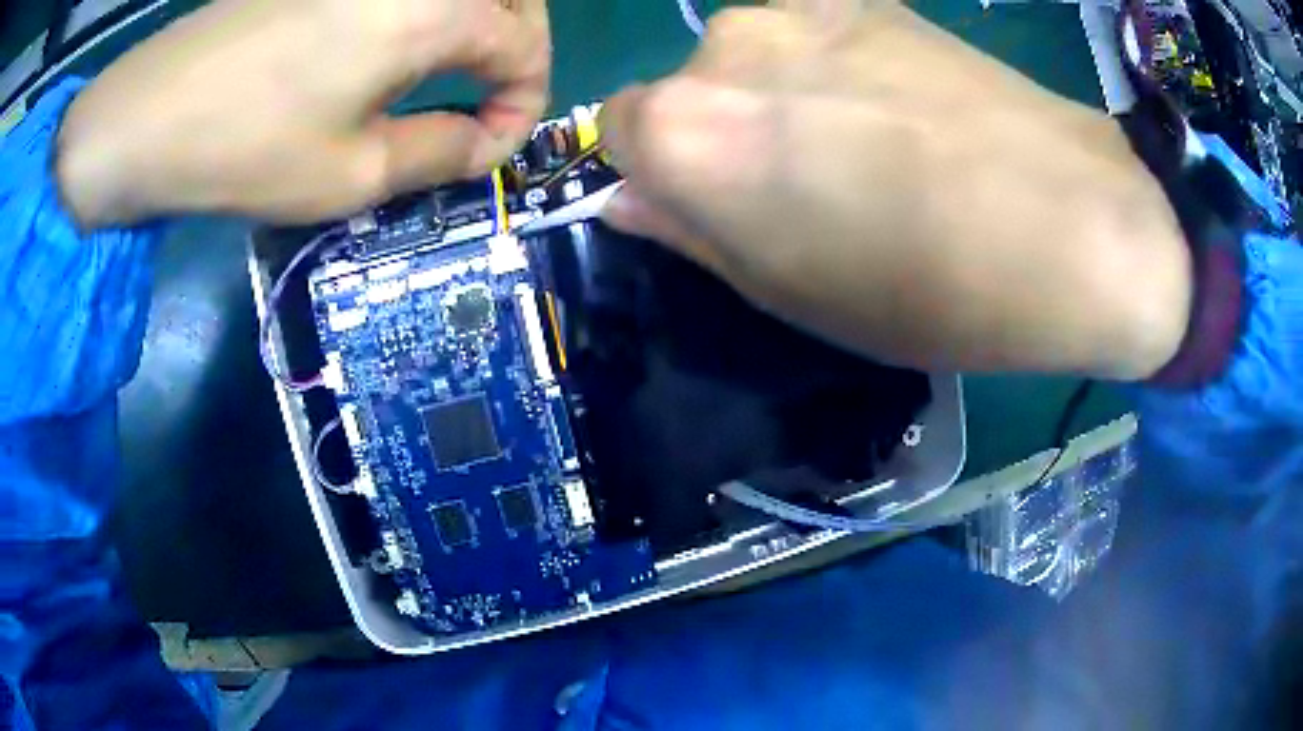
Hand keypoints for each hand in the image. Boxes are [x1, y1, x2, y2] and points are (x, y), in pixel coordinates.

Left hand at [56, 0, 549, 226]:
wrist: (148, 116)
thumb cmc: (247, 149)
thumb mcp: (352, 174)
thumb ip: (440, 154)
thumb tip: (484, 145)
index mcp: (433, 10)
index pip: (522, 45)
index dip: (524, 101)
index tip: (494, 148)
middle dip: (518, 48)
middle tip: (492, 99)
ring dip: (481, 22)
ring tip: (459, 72)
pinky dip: (432, 12)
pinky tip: (403, 44)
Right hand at [600, 1, 1191, 380]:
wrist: (1072, 225)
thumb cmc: (928, 291)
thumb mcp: (791, 295)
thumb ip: (692, 233)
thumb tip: (632, 200)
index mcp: (687, 131)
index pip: (618, 130)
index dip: (662, 172)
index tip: (717, 204)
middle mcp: (724, 47)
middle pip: (686, 87)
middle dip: (722, 132)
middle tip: (806, 184)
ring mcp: (800, 10)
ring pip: (749, 56)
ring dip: (778, 95)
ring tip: (865, 143)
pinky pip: (810, 32)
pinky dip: (829, 65)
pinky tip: (897, 105)